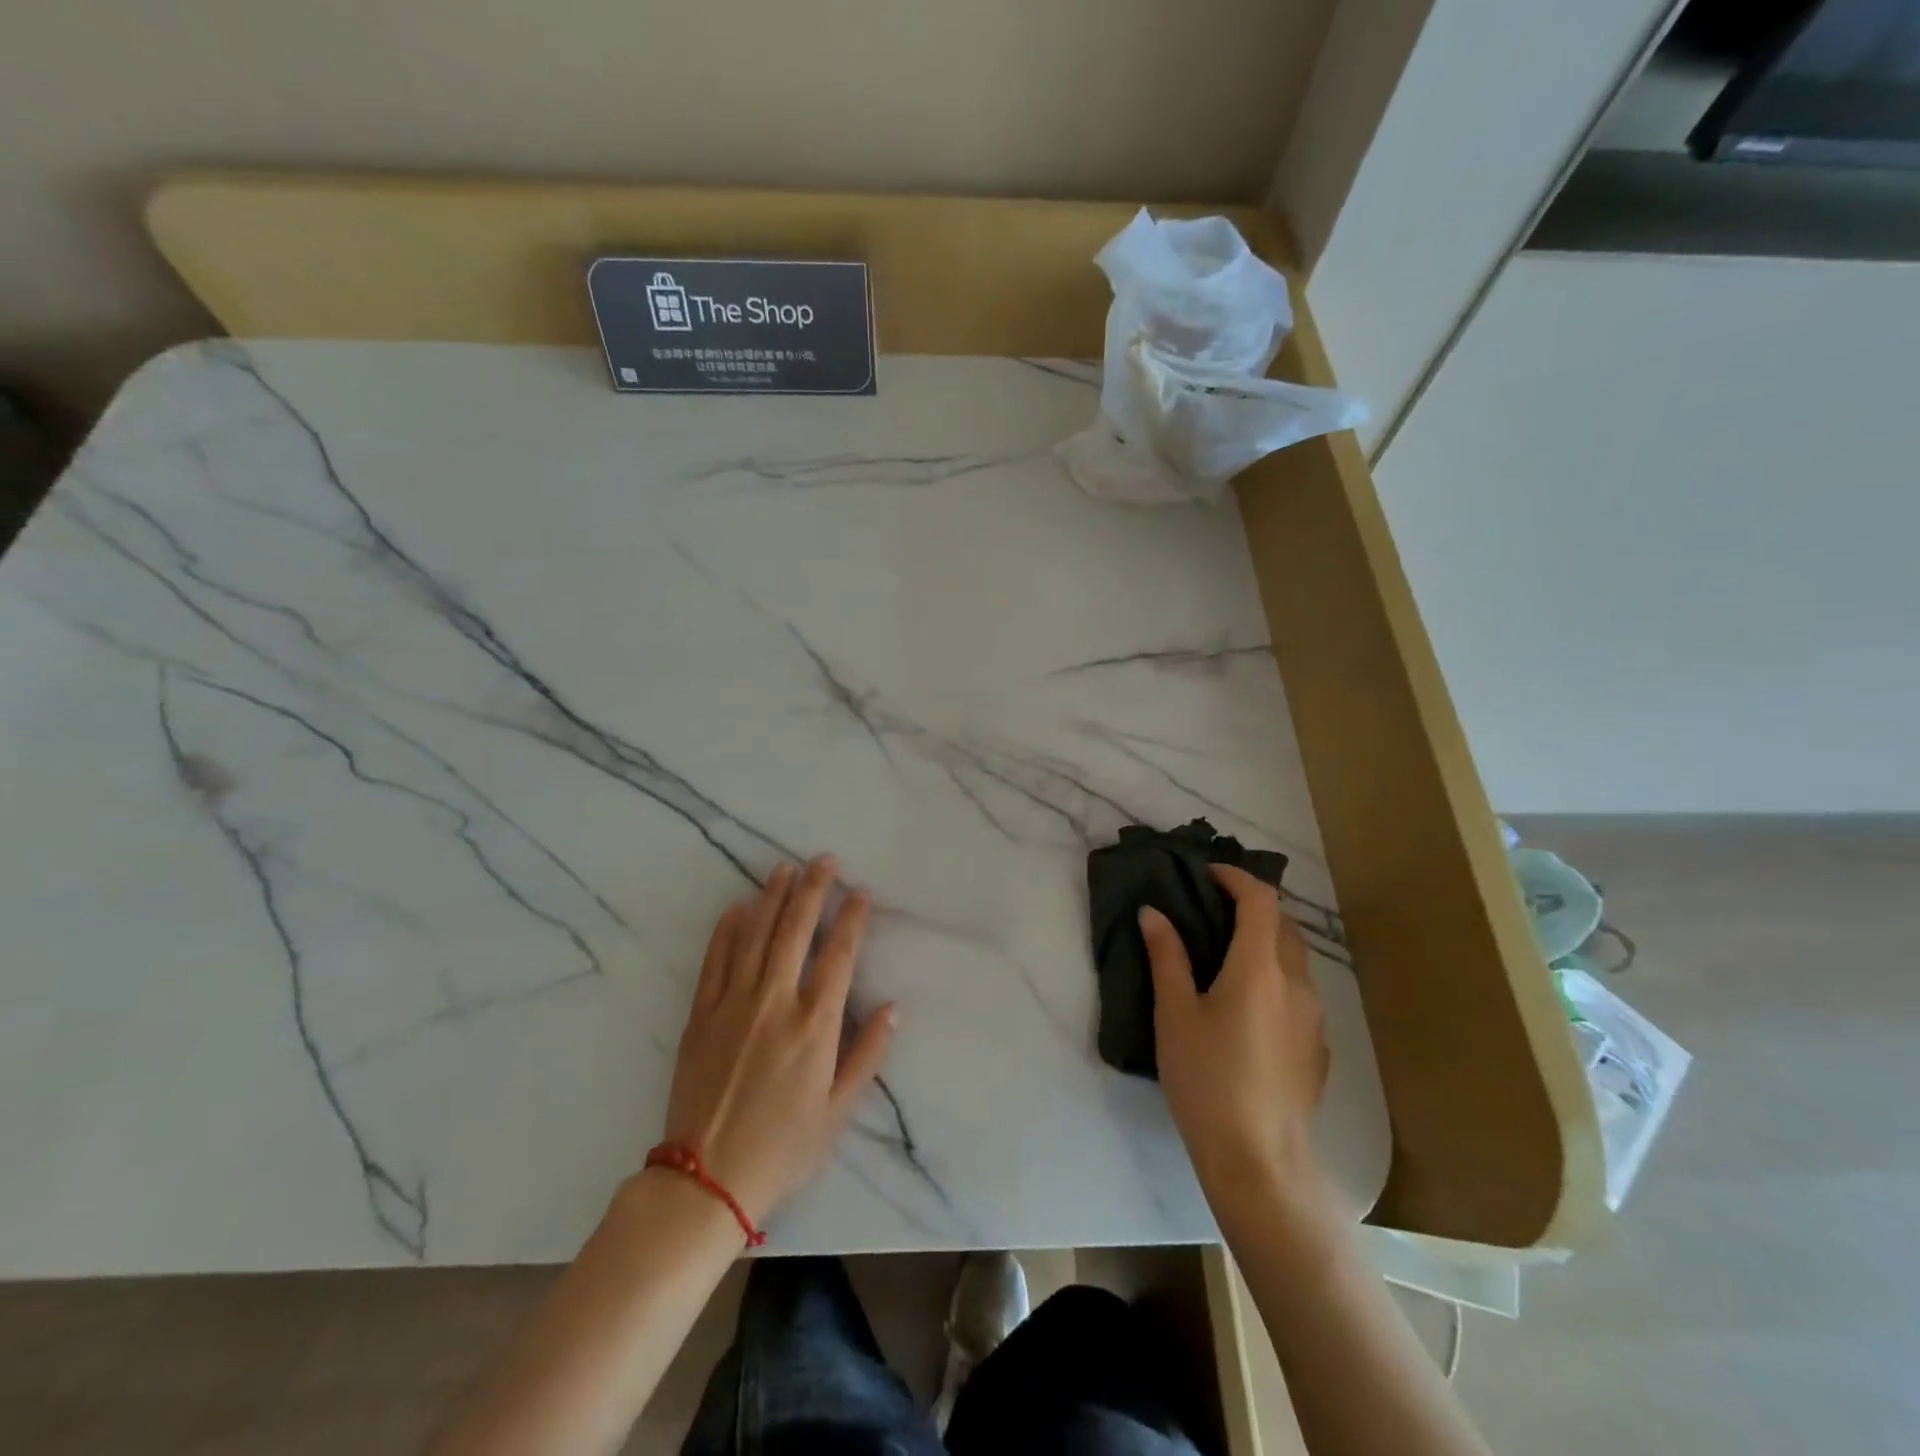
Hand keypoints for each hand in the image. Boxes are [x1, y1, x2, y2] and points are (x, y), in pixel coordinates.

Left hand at [662, 856, 896, 1223]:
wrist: (706, 1179)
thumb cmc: (783, 1147)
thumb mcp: (838, 1110)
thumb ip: (868, 1054)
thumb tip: (893, 1008)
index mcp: (815, 1025)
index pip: (839, 955)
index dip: (852, 918)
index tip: (860, 893)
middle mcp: (775, 1002)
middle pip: (795, 931)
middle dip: (813, 890)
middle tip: (823, 860)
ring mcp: (733, 1004)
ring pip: (755, 935)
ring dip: (772, 897)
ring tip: (785, 868)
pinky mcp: (701, 1014)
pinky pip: (715, 960)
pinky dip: (727, 930)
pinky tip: (738, 907)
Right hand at [1139, 864, 1328, 1199]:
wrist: (1259, 1160)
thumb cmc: (1207, 1079)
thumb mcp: (1175, 1015)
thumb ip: (1167, 957)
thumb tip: (1153, 913)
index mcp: (1260, 968)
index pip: (1261, 900)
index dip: (1236, 878)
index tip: (1207, 874)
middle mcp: (1296, 983)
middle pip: (1283, 925)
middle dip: (1252, 906)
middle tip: (1212, 910)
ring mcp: (1314, 1017)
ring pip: (1295, 959)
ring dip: (1266, 942)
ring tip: (1227, 955)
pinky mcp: (1318, 1047)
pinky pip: (1299, 993)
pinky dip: (1276, 977)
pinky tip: (1248, 1007)